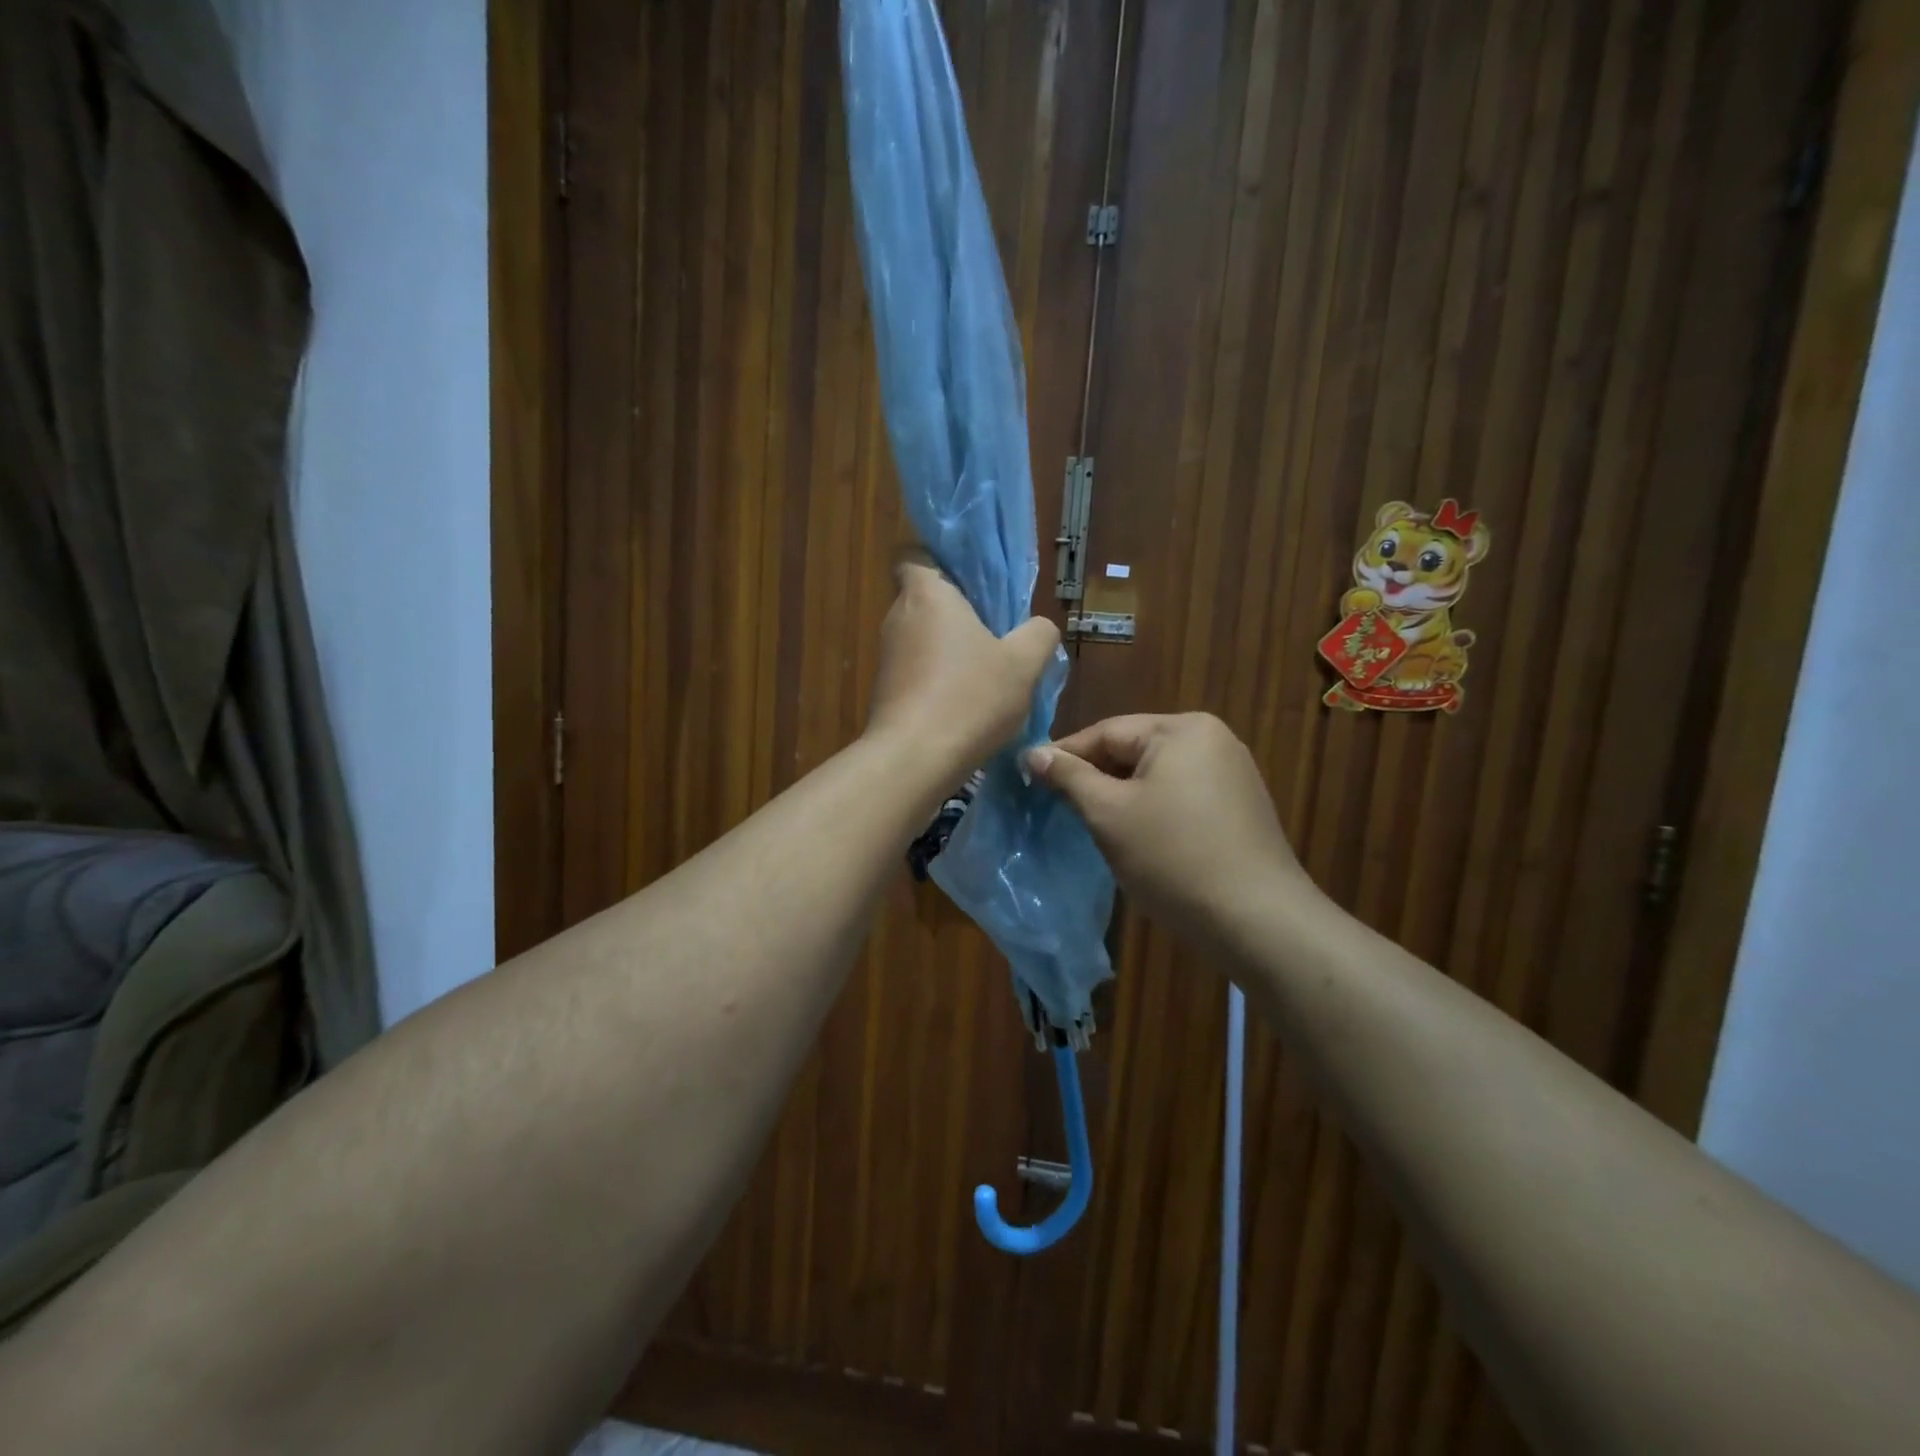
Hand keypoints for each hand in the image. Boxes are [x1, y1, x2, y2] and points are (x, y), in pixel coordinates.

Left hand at [865, 555, 1060, 775]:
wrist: (915, 759)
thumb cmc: (970, 697)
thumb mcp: (1024, 664)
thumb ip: (1039, 635)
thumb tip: (1039, 627)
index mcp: (927, 594)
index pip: (913, 556)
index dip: (939, 564)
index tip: (971, 585)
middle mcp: (897, 618)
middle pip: (924, 601)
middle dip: (956, 614)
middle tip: (995, 634)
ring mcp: (886, 657)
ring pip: (921, 640)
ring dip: (949, 652)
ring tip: (986, 677)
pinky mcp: (883, 692)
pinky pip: (915, 672)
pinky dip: (936, 681)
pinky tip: (965, 707)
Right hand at [1026, 713, 1308, 945]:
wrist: (1257, 921)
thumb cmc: (1173, 858)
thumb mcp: (1109, 814)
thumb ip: (1069, 777)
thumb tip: (1032, 752)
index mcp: (1181, 728)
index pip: (1106, 732)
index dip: (1064, 756)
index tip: (1028, 777)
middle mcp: (1212, 738)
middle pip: (1133, 750)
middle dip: (1095, 778)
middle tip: (1056, 805)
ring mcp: (1232, 772)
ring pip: (1156, 775)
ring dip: (1122, 796)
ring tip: (1091, 823)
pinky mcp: (1239, 806)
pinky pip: (1180, 795)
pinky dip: (1152, 809)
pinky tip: (1137, 837)